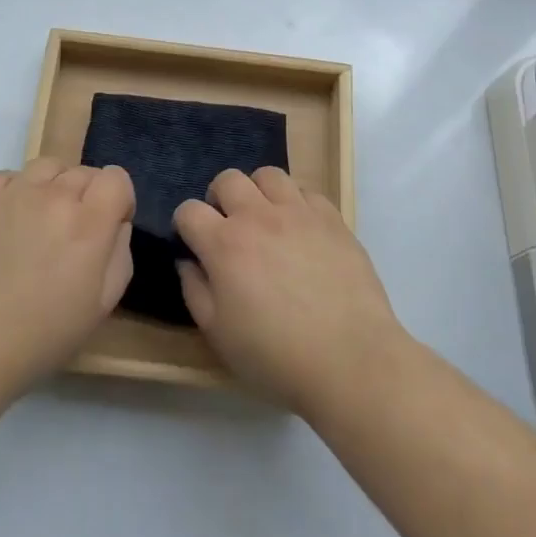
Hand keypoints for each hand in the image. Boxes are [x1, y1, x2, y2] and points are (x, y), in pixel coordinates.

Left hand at [0, 159, 134, 401]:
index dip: (118, 201)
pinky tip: (8, 224)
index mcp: (88, 224)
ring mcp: (14, 192)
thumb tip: (115, 224)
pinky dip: (17, 191)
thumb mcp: (100, 307)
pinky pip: (11, 177)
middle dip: (88, 198)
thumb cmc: (38, 338)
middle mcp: (54, 196)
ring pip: (49, 167)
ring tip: (40, 224)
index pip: (116, 178)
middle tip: (71, 238)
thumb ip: (119, 254)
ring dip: (54, 188)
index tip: (108, 228)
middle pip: (84, 172)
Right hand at [174, 167, 403, 416]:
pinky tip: (300, 230)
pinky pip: (307, 191)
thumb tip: (187, 261)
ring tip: (265, 219)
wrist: (350, 361)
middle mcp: (258, 217)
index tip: (193, 243)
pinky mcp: (332, 219)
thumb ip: (194, 290)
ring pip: (268, 175)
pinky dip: (296, 203)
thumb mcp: (218, 334)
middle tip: (228, 226)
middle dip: (219, 197)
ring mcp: (298, 213)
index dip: (185, 224)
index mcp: (224, 244)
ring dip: (258, 192)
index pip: (189, 210)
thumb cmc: (276, 356)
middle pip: (227, 179)